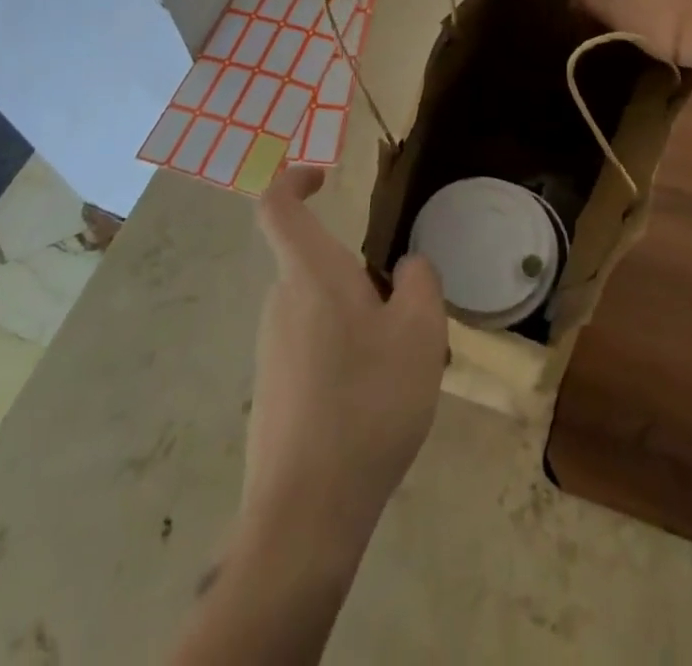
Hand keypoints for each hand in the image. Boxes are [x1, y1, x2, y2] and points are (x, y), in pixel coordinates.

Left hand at [243, 165, 446, 552]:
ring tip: (397, 366)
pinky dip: (342, 354)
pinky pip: (310, 347)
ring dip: (356, 319)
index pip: (278, 205)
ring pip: (317, 308)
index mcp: (310, 274)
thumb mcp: (421, 334)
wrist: (306, 514)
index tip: (325, 177)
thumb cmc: (368, 403)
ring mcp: (270, 350)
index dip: (294, 178)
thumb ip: (421, 282)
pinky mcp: (271, 390)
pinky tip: (371, 402)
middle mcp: (280, 302)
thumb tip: (408, 267)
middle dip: (358, 274)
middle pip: (314, 262)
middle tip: (405, 315)